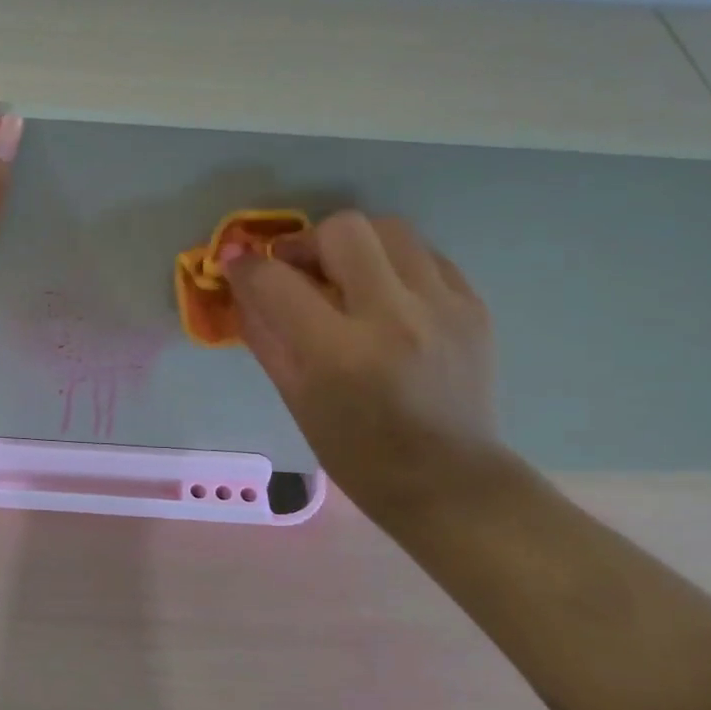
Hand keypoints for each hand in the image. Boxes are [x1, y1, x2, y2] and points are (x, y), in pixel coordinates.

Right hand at [224, 211, 501, 515]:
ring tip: (345, 278)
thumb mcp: (296, 398)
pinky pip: (426, 255)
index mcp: (339, 352)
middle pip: (344, 230)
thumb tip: (241, 287)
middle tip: (299, 270)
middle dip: (307, 242)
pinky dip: (394, 264)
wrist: (448, 480)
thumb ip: (265, 336)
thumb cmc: (356, 452)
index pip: (276, 281)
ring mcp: (442, 306)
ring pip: (391, 229)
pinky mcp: (473, 306)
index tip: (236, 265)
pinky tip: (385, 295)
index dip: (246, 267)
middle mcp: (394, 316)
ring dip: (355, 245)